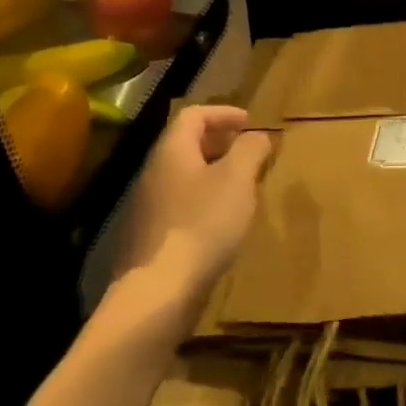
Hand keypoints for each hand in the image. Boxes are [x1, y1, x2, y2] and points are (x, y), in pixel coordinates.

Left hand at [115, 105, 271, 310]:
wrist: (159, 291)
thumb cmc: (203, 223)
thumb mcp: (237, 179)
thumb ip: (250, 149)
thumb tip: (257, 135)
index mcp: (172, 151)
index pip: (193, 115)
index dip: (223, 113)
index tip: (250, 123)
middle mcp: (154, 173)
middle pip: (186, 144)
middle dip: (220, 143)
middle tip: (249, 153)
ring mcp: (148, 207)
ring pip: (184, 177)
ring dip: (213, 174)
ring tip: (242, 188)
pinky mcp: (150, 238)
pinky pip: (180, 205)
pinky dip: (204, 202)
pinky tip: (223, 223)